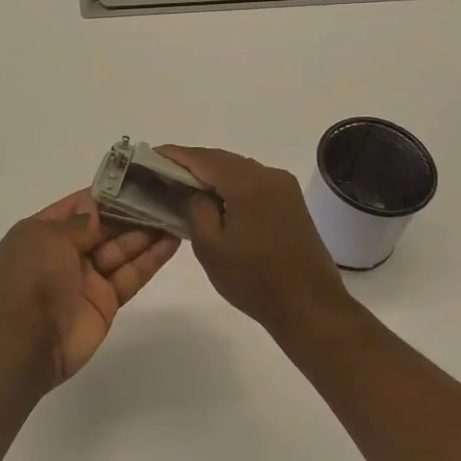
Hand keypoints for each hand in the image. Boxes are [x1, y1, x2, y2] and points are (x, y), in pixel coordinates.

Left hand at [0, 191, 179, 385]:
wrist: (30, 342)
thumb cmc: (34, 279)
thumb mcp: (48, 238)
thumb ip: (78, 222)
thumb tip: (95, 208)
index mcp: (42, 232)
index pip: (77, 206)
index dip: (105, 194)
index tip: (135, 179)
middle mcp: (64, 252)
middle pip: (103, 227)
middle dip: (131, 212)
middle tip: (164, 195)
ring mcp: (87, 277)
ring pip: (121, 249)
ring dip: (147, 233)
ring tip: (175, 213)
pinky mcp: (106, 300)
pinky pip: (130, 274)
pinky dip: (151, 259)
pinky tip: (172, 242)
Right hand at [157, 146, 351, 334]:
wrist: (309, 306)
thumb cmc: (254, 279)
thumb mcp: (210, 247)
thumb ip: (197, 209)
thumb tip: (196, 192)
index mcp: (248, 183)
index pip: (203, 158)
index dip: (175, 155)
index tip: (151, 154)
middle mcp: (269, 175)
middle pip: (222, 160)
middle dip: (193, 163)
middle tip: (163, 170)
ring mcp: (284, 187)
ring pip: (239, 170)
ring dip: (212, 174)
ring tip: (184, 184)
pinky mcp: (291, 202)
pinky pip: (253, 183)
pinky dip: (231, 185)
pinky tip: (215, 198)